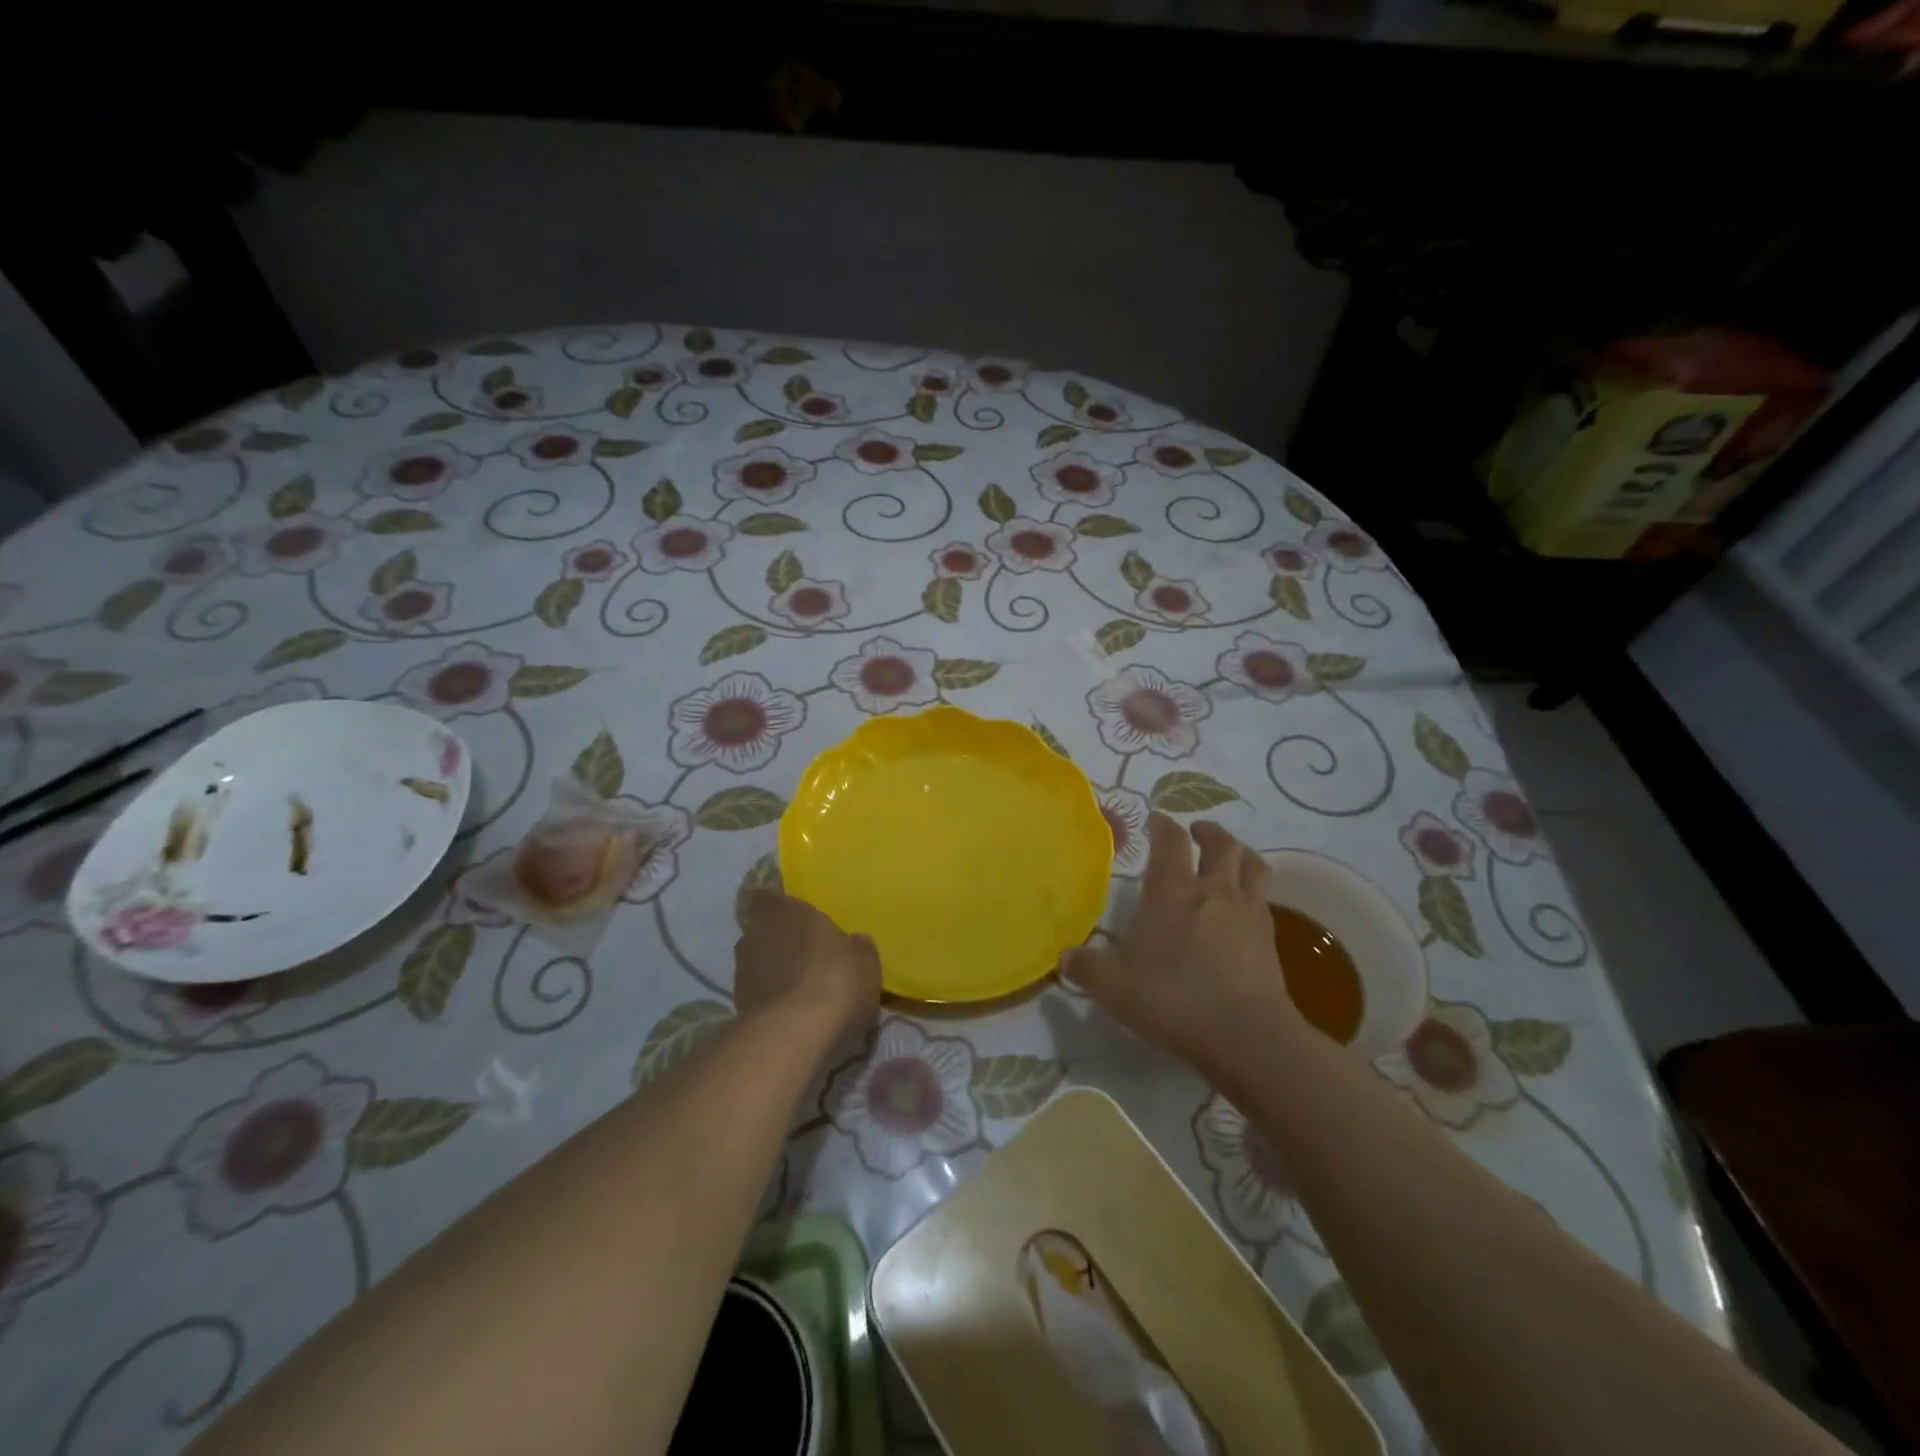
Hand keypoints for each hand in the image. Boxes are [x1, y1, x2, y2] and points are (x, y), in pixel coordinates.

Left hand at [734, 891, 881, 1040]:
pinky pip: (758, 995)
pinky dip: (770, 1000)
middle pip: (763, 932)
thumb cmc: (835, 981)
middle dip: (780, 942)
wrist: (794, 1036)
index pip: (768, 898)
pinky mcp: (737, 1007)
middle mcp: (757, 935)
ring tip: (800, 991)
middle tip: (805, 957)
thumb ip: (857, 947)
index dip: (779, 908)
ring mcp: (742, 972)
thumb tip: (855, 942)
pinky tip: (792, 1015)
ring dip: (773, 973)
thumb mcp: (866, 962)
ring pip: (758, 964)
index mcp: (786, 911)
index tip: (794, 919)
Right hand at [1062, 816, 1300, 1073]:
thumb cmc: (1174, 1000)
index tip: (1157, 820)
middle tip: (1197, 832)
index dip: (1163, 826)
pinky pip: (1264, 899)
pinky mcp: (1270, 938)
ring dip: (1241, 853)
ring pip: (1252, 865)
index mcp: (1172, 893)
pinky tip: (1245, 907)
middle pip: (1221, 844)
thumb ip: (1088, 969)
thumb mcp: (1115, 989)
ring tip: (1231, 857)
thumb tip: (1064, 957)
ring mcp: (1247, 912)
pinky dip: (1255, 892)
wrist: (1246, 1035)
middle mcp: (1212, 891)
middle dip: (1208, 832)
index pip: (1170, 842)